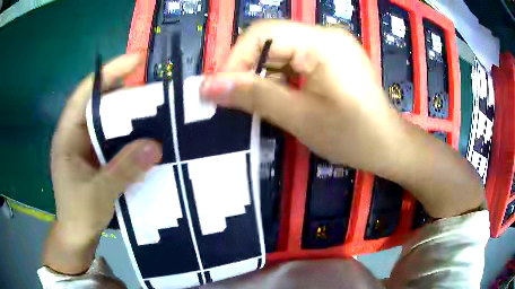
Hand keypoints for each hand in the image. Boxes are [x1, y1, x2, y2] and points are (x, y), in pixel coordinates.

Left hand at [46, 53, 161, 273]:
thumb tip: (156, 144)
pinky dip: (129, 131)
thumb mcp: (99, 193)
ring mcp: (87, 144)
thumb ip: (124, 169)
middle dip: (124, 90)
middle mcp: (76, 133)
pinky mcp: (97, 155)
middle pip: (100, 101)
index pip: (86, 92)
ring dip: (129, 111)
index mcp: (67, 134)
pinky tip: (146, 132)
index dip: (109, 72)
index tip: (136, 59)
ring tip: (156, 106)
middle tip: (153, 85)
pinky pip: (114, 136)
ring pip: (108, 118)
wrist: (78, 234)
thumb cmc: (79, 213)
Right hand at [200, 20, 483, 217]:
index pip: (261, 32)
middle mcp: (322, 37)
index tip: (217, 88)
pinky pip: (287, 63)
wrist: (395, 149)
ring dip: (255, 77)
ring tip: (248, 105)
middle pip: (265, 40)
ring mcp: (325, 49)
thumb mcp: (301, 118)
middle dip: (241, 69)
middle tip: (228, 100)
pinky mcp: (327, 64)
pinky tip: (271, 102)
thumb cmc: (360, 137)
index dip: (235, 57)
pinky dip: (270, 81)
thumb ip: (255, 96)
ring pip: (275, 52)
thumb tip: (209, 89)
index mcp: (319, 42)